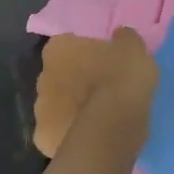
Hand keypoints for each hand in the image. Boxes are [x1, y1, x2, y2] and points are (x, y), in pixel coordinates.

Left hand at [32, 29, 157, 157]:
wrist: (112, 127)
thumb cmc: (121, 79)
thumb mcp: (134, 49)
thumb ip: (124, 39)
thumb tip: (120, 36)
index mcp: (58, 49)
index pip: (67, 45)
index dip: (85, 55)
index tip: (102, 63)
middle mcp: (41, 76)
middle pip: (58, 76)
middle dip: (74, 82)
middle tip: (101, 91)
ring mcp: (39, 110)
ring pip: (56, 106)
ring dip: (71, 109)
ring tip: (100, 118)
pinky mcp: (43, 138)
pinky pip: (58, 133)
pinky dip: (70, 135)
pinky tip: (90, 138)